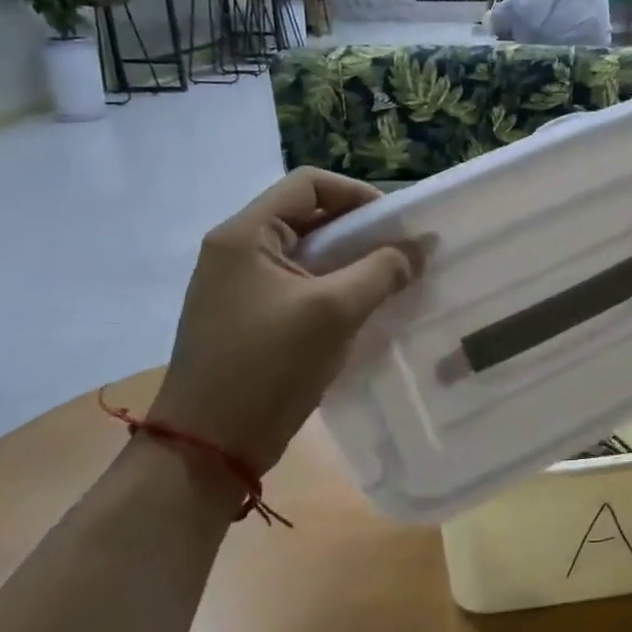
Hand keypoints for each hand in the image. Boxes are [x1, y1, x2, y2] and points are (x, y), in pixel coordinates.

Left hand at [148, 169, 419, 474]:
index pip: (308, 184)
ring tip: (390, 282)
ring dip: (350, 263)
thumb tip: (421, 246)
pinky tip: (363, 311)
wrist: (210, 447)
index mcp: (244, 235)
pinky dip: (334, 289)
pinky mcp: (248, 318)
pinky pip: (299, 286)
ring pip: (307, 255)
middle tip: (401, 254)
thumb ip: (382, 270)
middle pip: (308, 217)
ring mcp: (239, 287)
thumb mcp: (334, 312)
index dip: (357, 194)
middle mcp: (237, 251)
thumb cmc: (268, 367)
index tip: (396, 225)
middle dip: (359, 232)